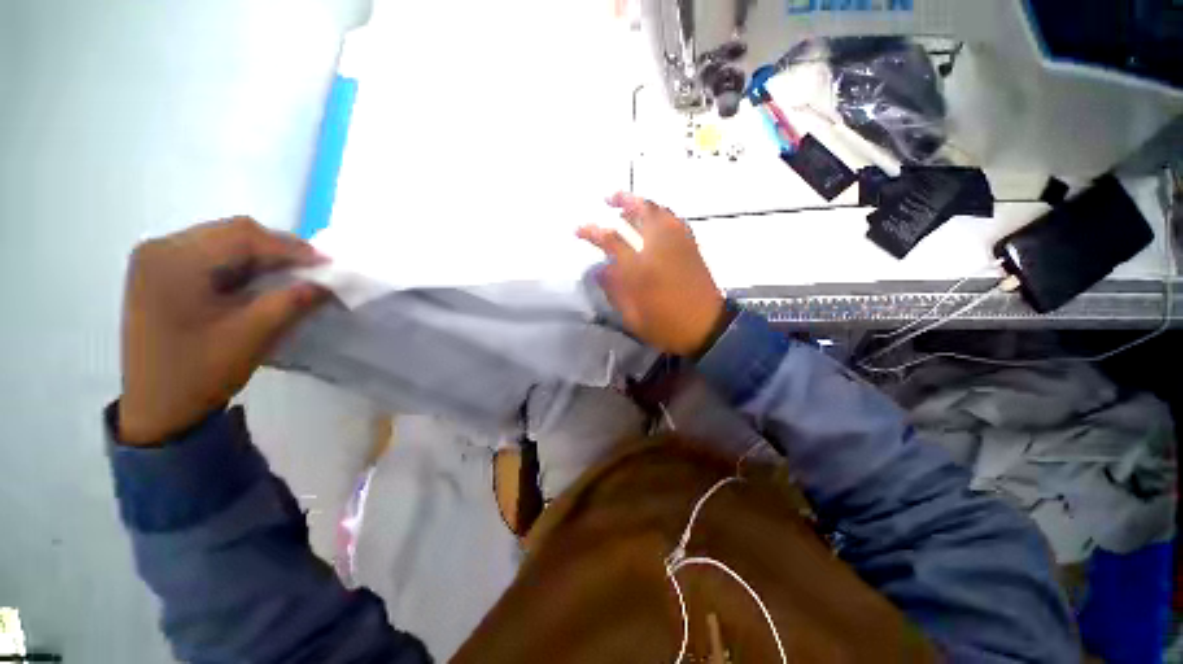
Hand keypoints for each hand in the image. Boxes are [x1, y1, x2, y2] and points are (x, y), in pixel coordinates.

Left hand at [118, 217, 328, 444]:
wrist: (157, 409)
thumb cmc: (200, 372)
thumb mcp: (253, 335)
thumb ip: (293, 301)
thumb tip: (327, 283)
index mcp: (173, 260)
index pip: (242, 236)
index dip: (290, 247)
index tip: (327, 264)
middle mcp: (159, 248)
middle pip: (231, 233)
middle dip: (277, 249)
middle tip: (312, 270)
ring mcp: (155, 260)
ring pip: (223, 241)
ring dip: (262, 257)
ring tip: (291, 276)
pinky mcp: (160, 274)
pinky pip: (210, 256)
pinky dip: (242, 265)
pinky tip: (260, 282)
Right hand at [577, 193, 724, 355]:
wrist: (707, 327)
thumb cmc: (666, 325)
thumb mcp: (632, 316)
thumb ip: (614, 291)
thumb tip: (600, 270)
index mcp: (641, 268)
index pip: (612, 241)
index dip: (592, 232)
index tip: (579, 229)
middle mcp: (660, 247)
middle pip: (641, 213)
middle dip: (622, 201)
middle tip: (608, 198)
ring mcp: (678, 243)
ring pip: (660, 211)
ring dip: (641, 203)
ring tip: (628, 204)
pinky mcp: (691, 245)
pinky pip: (674, 219)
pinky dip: (661, 212)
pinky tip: (654, 217)